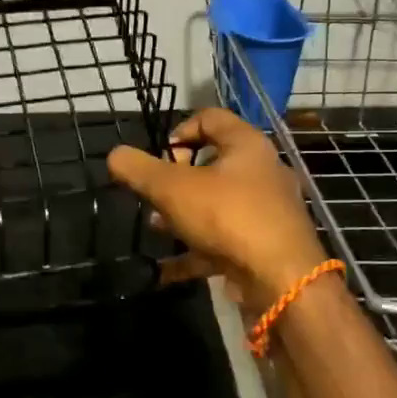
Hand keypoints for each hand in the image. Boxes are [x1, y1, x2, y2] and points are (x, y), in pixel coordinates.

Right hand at [107, 107, 329, 312]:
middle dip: (176, 179)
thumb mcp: (172, 188)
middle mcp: (262, 172)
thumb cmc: (228, 217)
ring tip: (156, 227)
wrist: (282, 280)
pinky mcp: (263, 246)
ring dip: (183, 214)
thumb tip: (115, 155)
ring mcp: (266, 212)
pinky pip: (222, 242)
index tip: (159, 156)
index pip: (210, 118)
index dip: (179, 130)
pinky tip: (164, 271)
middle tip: (154, 194)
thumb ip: (139, 169)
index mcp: (247, 145)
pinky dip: (194, 252)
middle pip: (213, 163)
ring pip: (216, 204)